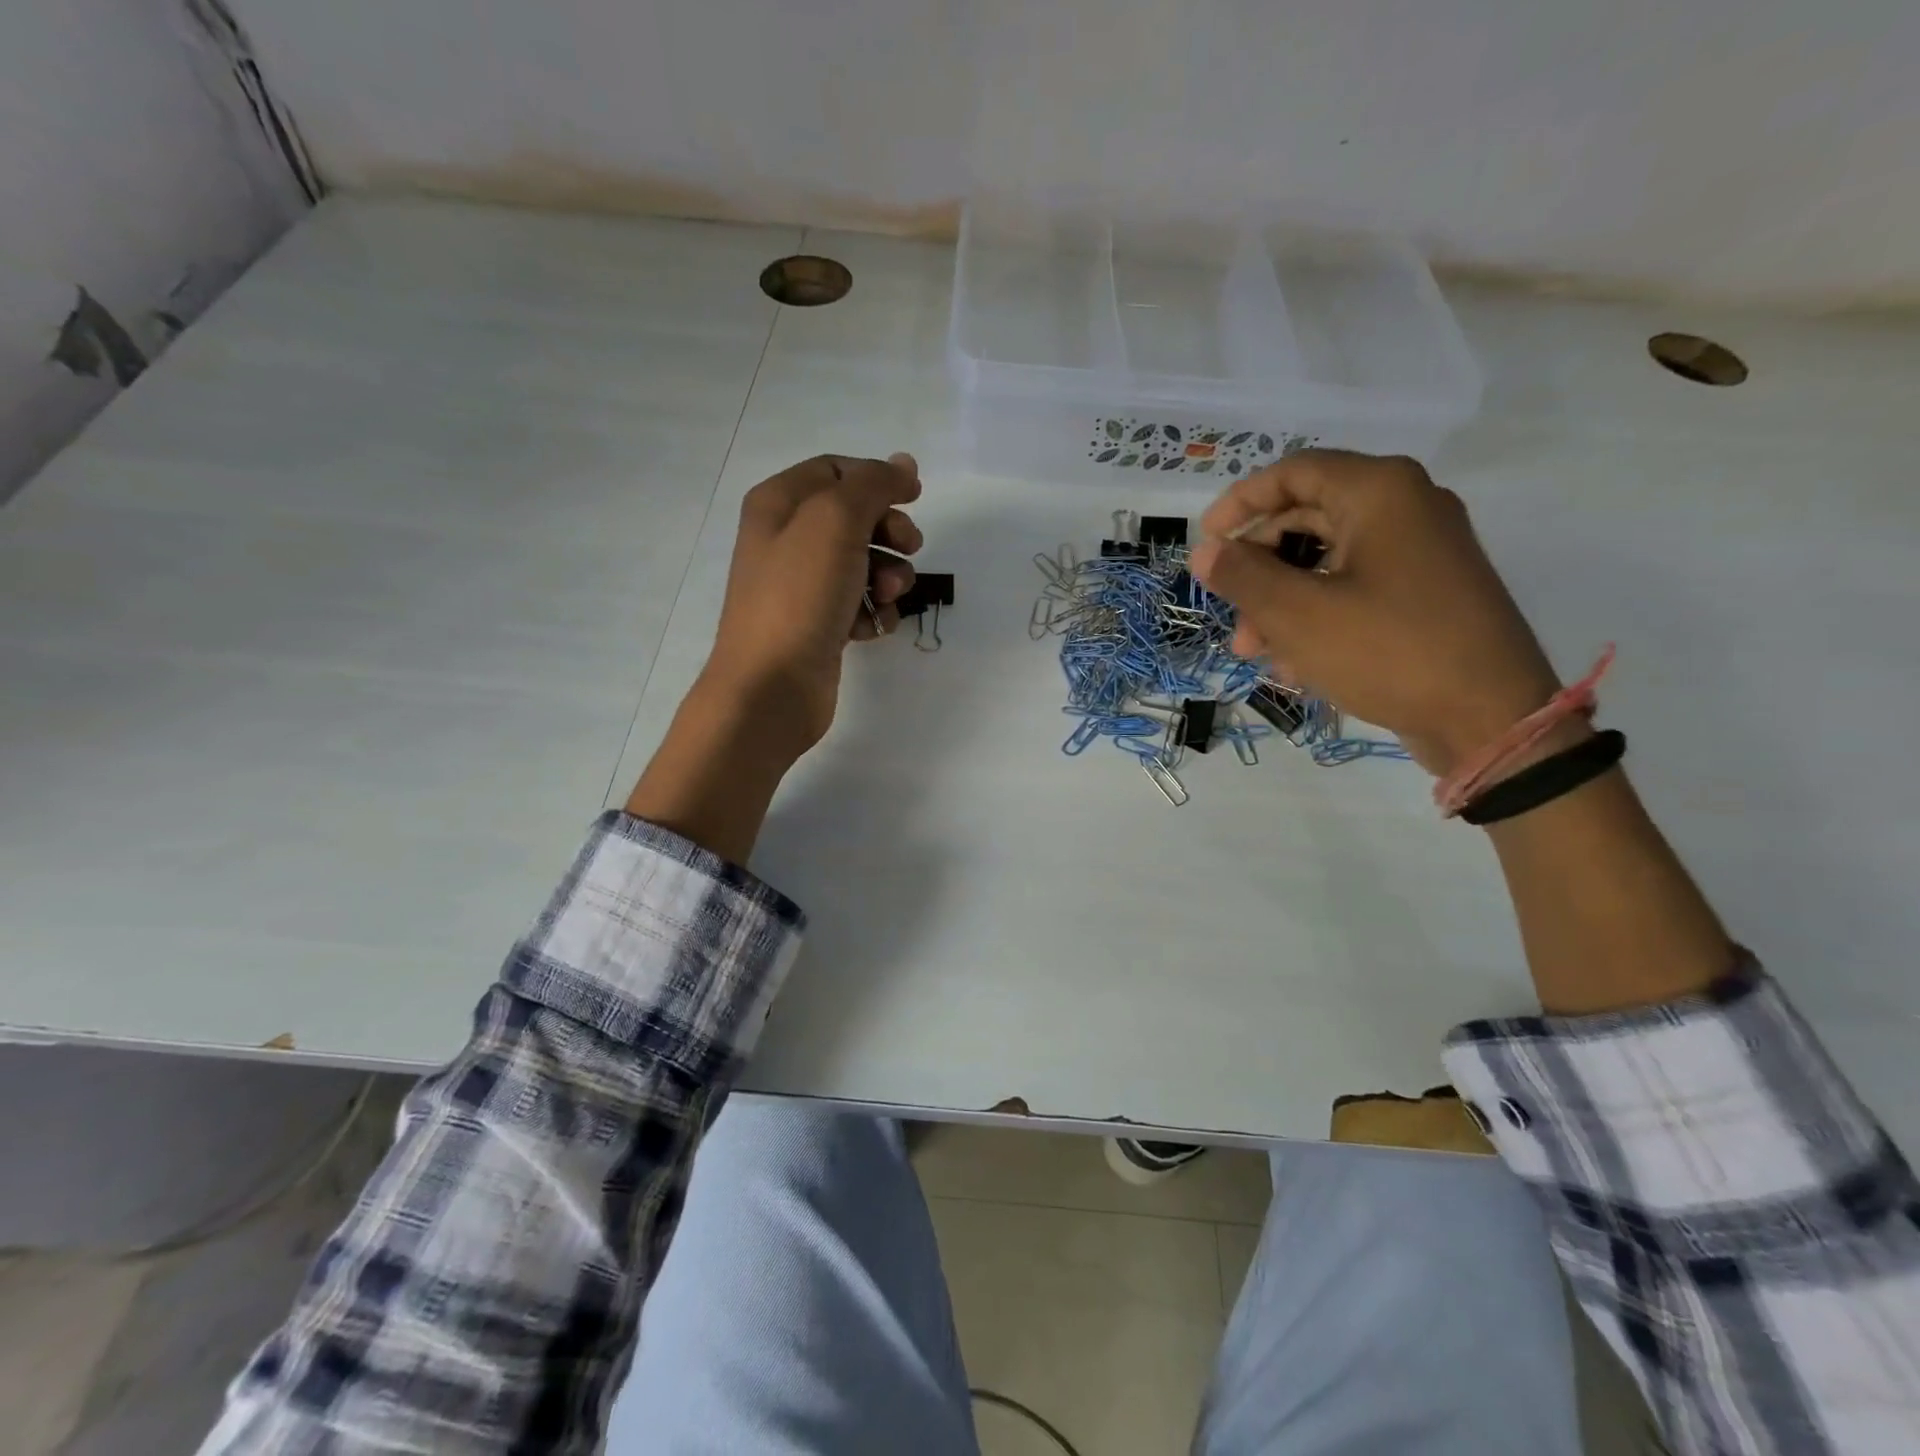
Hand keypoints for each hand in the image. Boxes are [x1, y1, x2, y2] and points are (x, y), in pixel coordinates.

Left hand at [624, 452, 922, 864]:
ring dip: (888, 576)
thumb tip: (903, 463)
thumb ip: (872, 484)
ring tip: (887, 598)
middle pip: (854, 518)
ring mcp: (800, 586)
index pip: (837, 471)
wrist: (772, 686)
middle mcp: (785, 539)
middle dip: (889, 532)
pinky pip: (857, 604)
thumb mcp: (836, 521)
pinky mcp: (816, 625)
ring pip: (862, 564)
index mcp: (779, 503)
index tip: (915, 499)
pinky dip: (873, 612)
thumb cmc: (800, 595)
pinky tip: (873, 629)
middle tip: (910, 549)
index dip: (879, 480)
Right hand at [1189, 450, 1562, 775]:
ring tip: (1254, 651)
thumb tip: (1204, 552)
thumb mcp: (1297, 614)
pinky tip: (1294, 664)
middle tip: (1228, 609)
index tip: (1205, 541)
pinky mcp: (1426, 592)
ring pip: (1325, 560)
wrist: (1488, 717)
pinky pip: (1353, 587)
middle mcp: (1405, 507)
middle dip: (1258, 568)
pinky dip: (1316, 615)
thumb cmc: (1386, 650)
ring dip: (1280, 600)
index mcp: (1379, 492)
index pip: (1293, 472)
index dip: (1240, 502)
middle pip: (1306, 518)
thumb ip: (1242, 576)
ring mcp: (1420, 551)